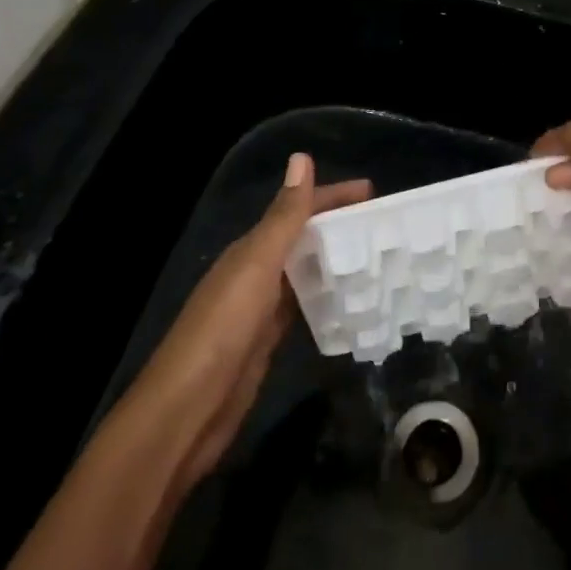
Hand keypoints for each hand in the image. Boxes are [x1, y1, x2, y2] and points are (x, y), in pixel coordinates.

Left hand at [115, 153, 369, 487]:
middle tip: (385, 226)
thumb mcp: (257, 266)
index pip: (297, 208)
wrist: (185, 412)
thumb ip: (283, 217)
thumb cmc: (222, 329)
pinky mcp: (268, 340)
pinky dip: (326, 296)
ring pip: (305, 270)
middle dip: (340, 226)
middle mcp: (256, 271)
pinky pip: (304, 305)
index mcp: (251, 248)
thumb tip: (302, 157)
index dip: (332, 196)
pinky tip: (350, 300)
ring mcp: (261, 307)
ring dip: (336, 259)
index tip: (374, 192)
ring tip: (377, 257)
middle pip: (304, 237)